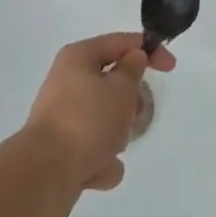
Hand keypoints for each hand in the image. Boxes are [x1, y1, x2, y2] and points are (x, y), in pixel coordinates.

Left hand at [21, 32, 174, 201]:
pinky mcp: (63, 149)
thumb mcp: (120, 88)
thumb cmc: (87, 121)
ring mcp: (64, 117)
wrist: (45, 174)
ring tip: (110, 148)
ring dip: (116, 136)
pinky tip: (96, 170)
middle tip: (133, 114)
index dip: (149, 50)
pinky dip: (101, 160)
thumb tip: (133, 58)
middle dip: (129, 103)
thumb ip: (133, 69)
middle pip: (113, 84)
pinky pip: (95, 149)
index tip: (171, 67)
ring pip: (106, 119)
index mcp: (79, 58)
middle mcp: (68, 82)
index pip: (120, 42)